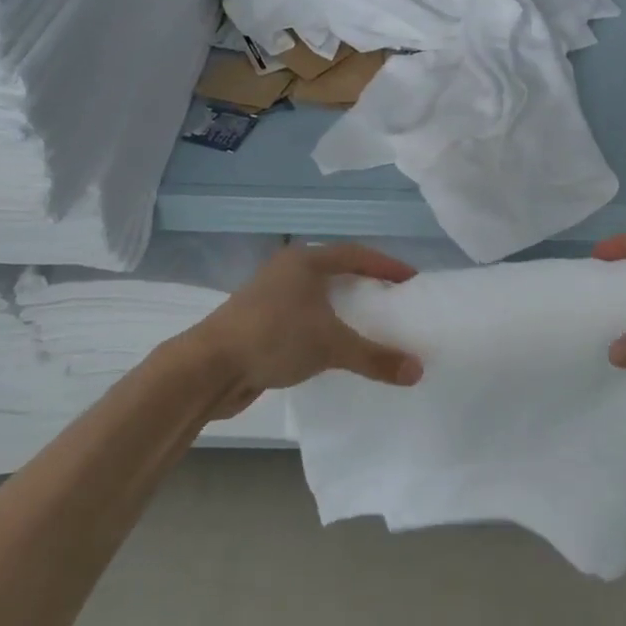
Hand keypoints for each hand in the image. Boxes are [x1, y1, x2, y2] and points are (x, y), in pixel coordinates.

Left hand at [186, 244, 423, 414]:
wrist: (207, 369)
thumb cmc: (273, 338)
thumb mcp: (331, 345)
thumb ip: (376, 357)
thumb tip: (418, 371)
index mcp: (304, 262)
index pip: (356, 254)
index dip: (386, 265)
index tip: (411, 279)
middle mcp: (286, 272)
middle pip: (335, 272)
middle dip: (365, 284)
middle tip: (393, 300)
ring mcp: (269, 298)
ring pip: (317, 297)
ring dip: (343, 309)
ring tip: (370, 325)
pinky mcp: (259, 324)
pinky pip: (303, 319)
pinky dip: (324, 328)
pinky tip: (335, 348)